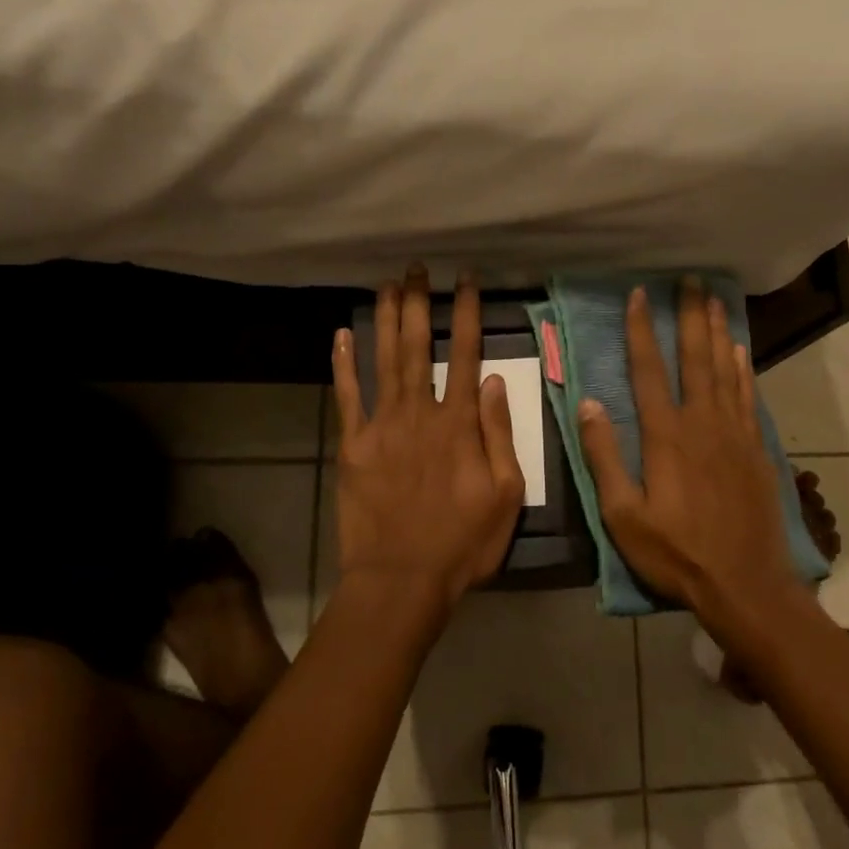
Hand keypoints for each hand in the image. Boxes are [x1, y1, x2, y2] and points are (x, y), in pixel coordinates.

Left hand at [331, 266, 526, 615]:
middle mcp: (419, 413)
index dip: (467, 313)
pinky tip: (342, 335)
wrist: (402, 579)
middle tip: (418, 268)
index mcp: (459, 424)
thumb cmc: (463, 542)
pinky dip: (343, 365)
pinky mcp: (352, 446)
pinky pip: (346, 397)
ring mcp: (381, 427)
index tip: (466, 280)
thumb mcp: (506, 494)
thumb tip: (494, 381)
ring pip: (384, 361)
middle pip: (418, 347)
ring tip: (387, 284)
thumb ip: (500, 434)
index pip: (466, 355)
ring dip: (385, 320)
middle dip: (420, 303)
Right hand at [578, 278, 797, 625]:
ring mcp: (734, 434)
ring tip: (715, 299)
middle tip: (691, 279)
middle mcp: (702, 423)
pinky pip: (748, 396)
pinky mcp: (756, 449)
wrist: (745, 583)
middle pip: (695, 358)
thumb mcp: (624, 516)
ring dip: (718, 332)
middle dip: (690, 316)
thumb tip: (588, 403)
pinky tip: (740, 351)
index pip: (650, 371)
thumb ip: (605, 457)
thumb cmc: (676, 553)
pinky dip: (743, 369)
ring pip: (725, 370)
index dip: (642, 330)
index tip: (639, 295)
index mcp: (666, 436)